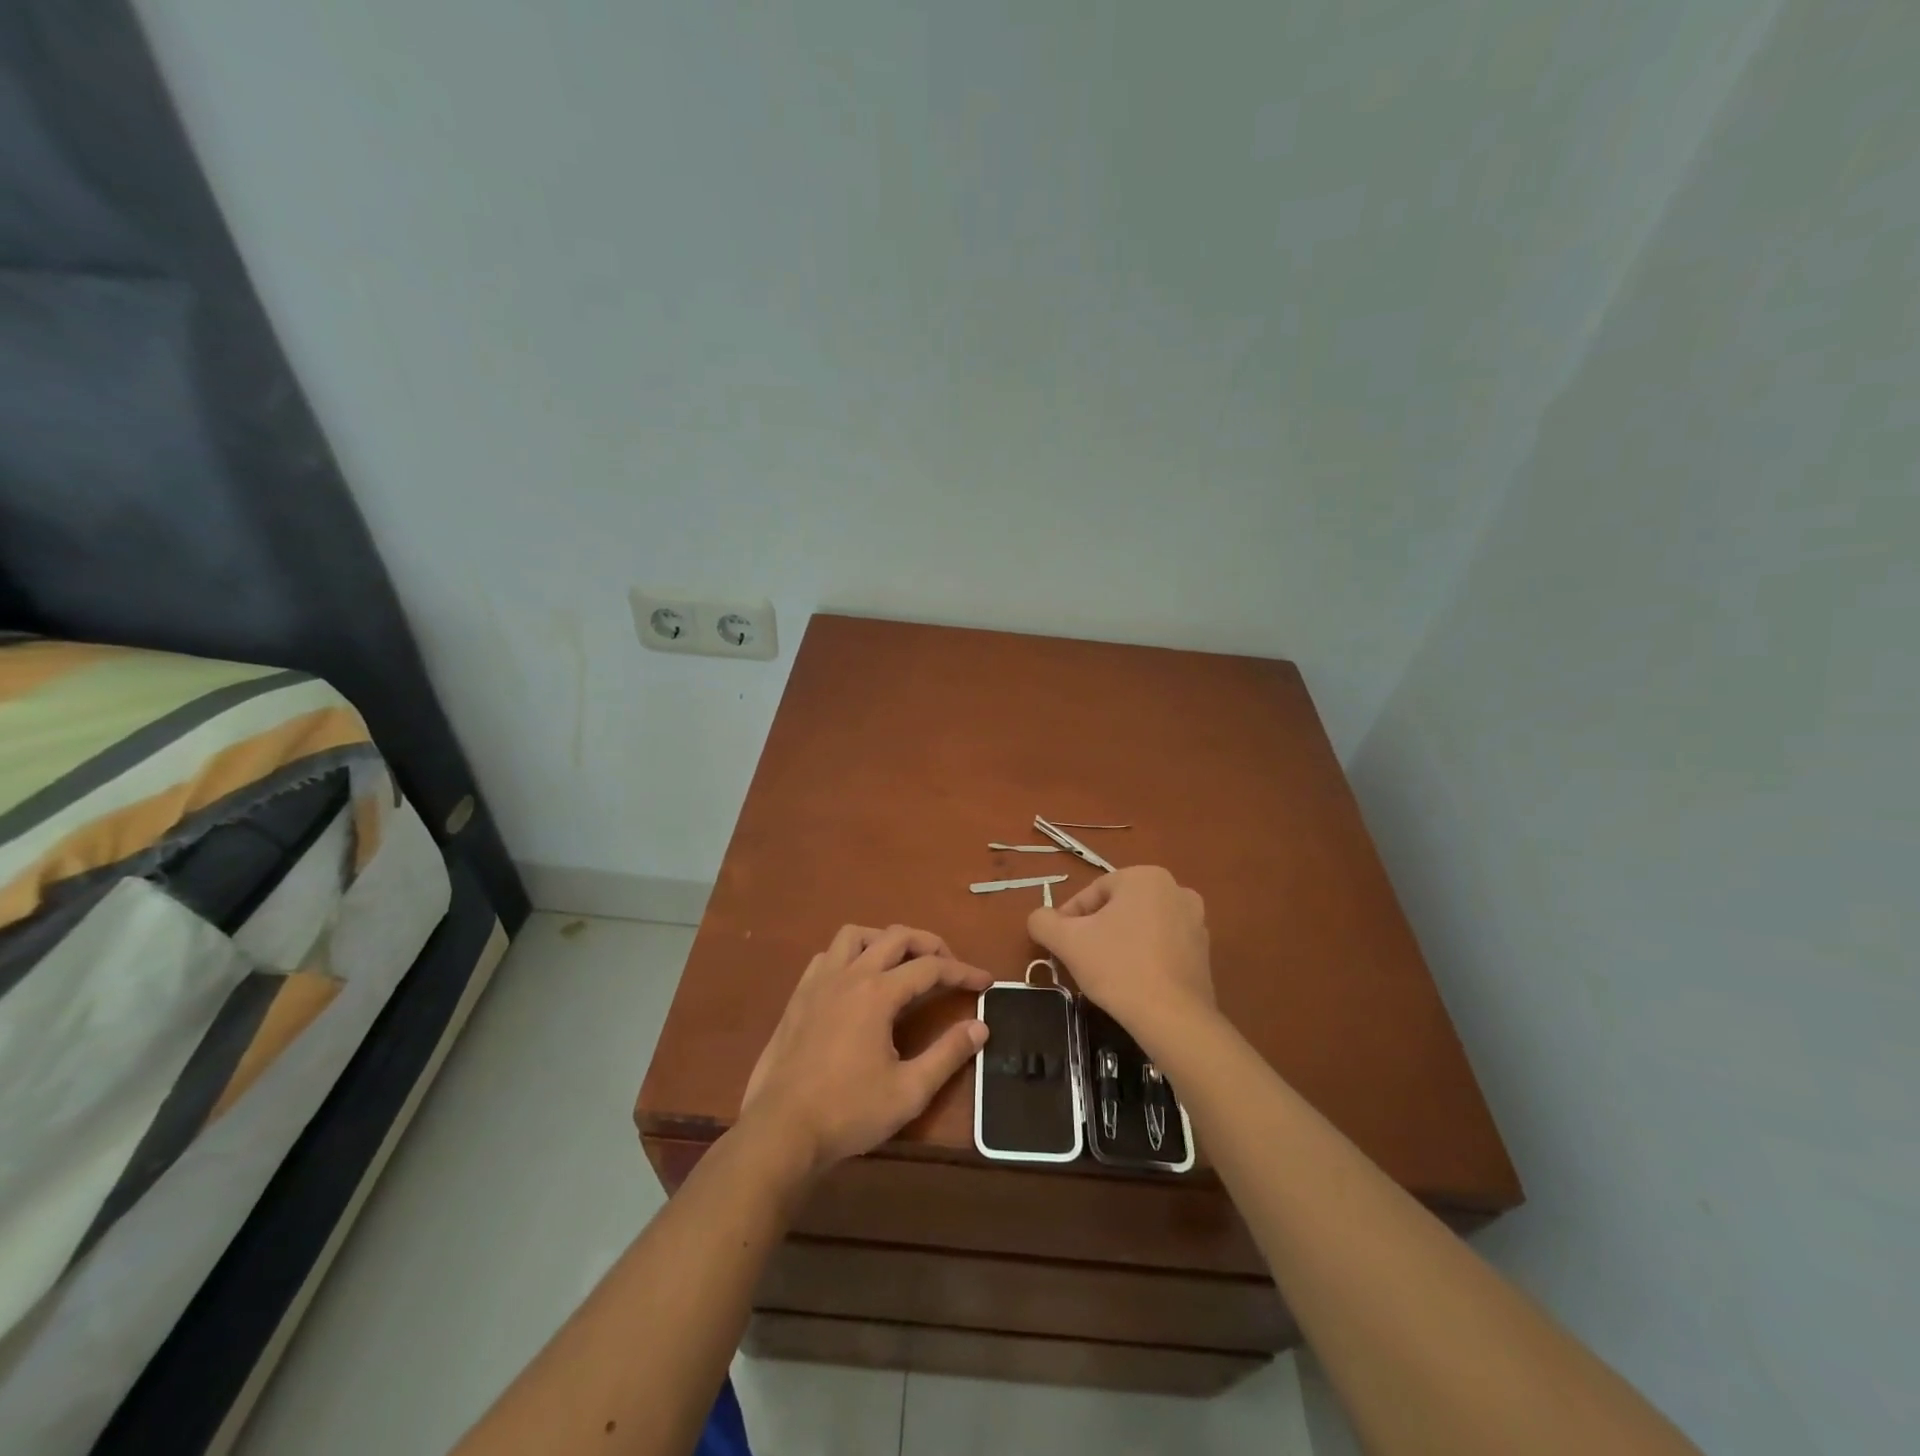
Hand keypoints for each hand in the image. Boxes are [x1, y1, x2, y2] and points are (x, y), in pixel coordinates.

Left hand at [740, 924, 990, 1174]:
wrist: (780, 1131)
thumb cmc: (848, 1112)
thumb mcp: (909, 1091)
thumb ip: (948, 1054)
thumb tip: (980, 1026)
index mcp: (878, 993)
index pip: (931, 967)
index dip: (963, 972)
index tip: (986, 982)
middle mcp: (850, 975)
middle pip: (896, 936)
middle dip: (930, 944)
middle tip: (949, 967)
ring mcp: (819, 982)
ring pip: (856, 935)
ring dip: (885, 940)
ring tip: (902, 964)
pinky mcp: (799, 996)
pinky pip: (828, 956)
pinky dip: (850, 955)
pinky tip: (857, 981)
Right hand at [1027, 866, 1213, 1046]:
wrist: (1173, 1018)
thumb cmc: (1117, 968)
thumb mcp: (1067, 941)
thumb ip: (1043, 921)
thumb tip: (1039, 918)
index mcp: (1145, 876)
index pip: (1093, 893)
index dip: (1069, 919)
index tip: (1060, 945)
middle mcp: (1176, 889)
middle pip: (1118, 907)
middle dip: (1096, 930)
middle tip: (1079, 958)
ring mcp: (1196, 920)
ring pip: (1141, 926)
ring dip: (1120, 942)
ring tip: (1104, 972)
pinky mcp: (1204, 951)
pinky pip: (1162, 945)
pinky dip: (1144, 956)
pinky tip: (1132, 982)